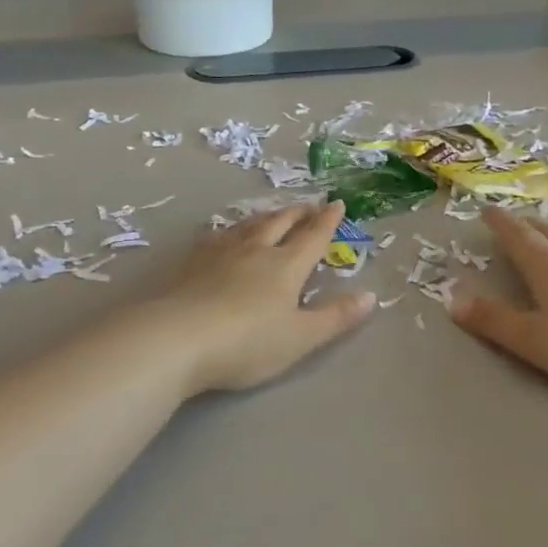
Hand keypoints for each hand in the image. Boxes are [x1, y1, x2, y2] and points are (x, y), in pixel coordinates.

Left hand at [157, 200, 374, 394]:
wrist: (176, 339)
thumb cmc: (247, 343)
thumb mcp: (301, 338)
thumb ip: (336, 317)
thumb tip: (371, 296)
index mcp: (286, 266)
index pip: (313, 237)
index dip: (328, 221)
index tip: (338, 203)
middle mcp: (255, 250)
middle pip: (280, 223)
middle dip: (298, 213)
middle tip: (309, 205)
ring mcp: (220, 253)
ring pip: (248, 225)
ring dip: (266, 217)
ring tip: (273, 214)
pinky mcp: (191, 263)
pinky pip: (217, 236)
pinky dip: (231, 230)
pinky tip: (224, 235)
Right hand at [452, 207, 547, 395]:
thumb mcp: (531, 338)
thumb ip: (492, 320)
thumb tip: (451, 299)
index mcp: (545, 264)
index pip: (516, 235)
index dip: (499, 222)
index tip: (486, 209)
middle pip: (544, 231)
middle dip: (524, 224)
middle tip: (512, 220)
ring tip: (543, 238)